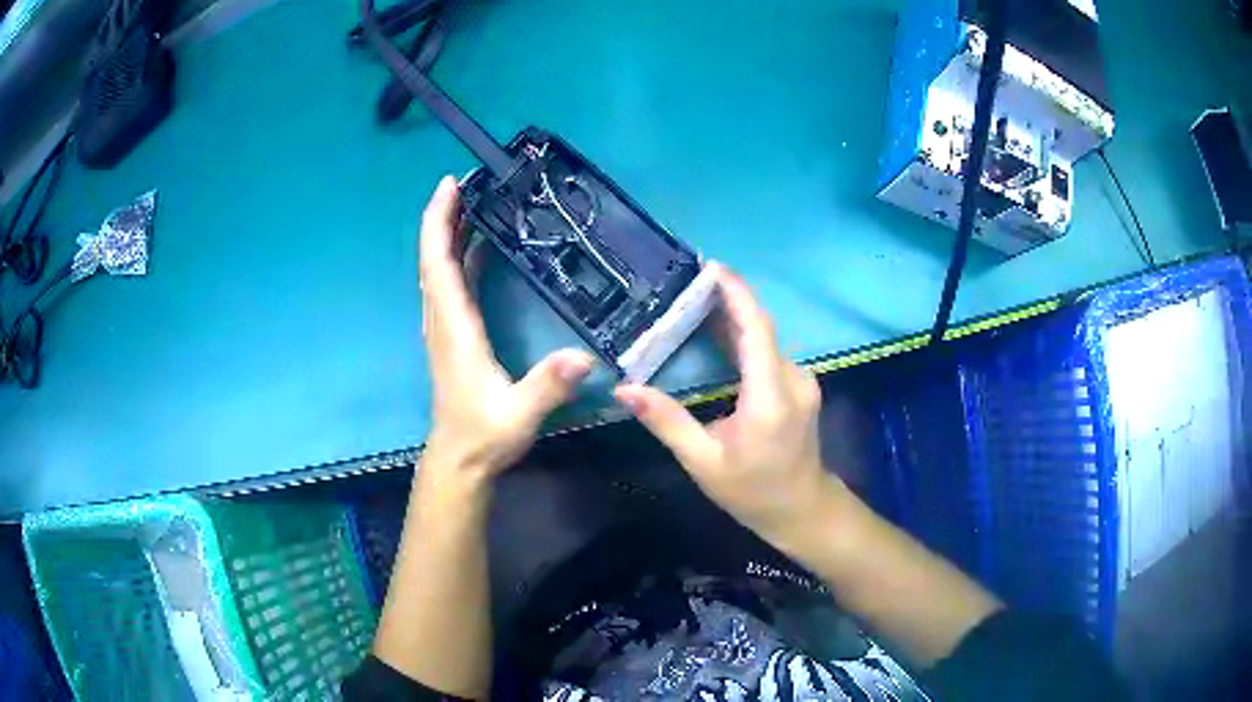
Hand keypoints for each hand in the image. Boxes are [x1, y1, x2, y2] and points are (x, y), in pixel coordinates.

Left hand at [420, 176, 593, 483]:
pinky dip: (459, 258)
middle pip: (434, 259)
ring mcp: (445, 329)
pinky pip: (450, 285)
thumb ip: (547, 386)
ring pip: (440, 270)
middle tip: (466, 181)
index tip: (449, 186)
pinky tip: (478, 246)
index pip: (439, 266)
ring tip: (473, 201)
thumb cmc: (485, 435)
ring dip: (450, 233)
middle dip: (445, 216)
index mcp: (455, 330)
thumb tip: (583, 357)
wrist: (460, 460)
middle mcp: (443, 321)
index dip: (440, 223)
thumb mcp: (519, 414)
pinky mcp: (452, 336)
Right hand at [614, 267, 841, 546]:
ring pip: (766, 338)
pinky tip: (718, 334)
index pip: (756, 329)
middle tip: (687, 283)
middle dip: (728, 299)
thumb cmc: (752, 491)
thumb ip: (667, 422)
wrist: (802, 509)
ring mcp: (802, 381)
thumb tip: (625, 390)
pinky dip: (744, 337)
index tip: (711, 267)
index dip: (736, 294)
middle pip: (761, 327)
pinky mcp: (800, 385)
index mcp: (771, 397)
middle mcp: (794, 379)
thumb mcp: (703, 462)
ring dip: (734, 317)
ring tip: (695, 301)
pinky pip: (770, 352)